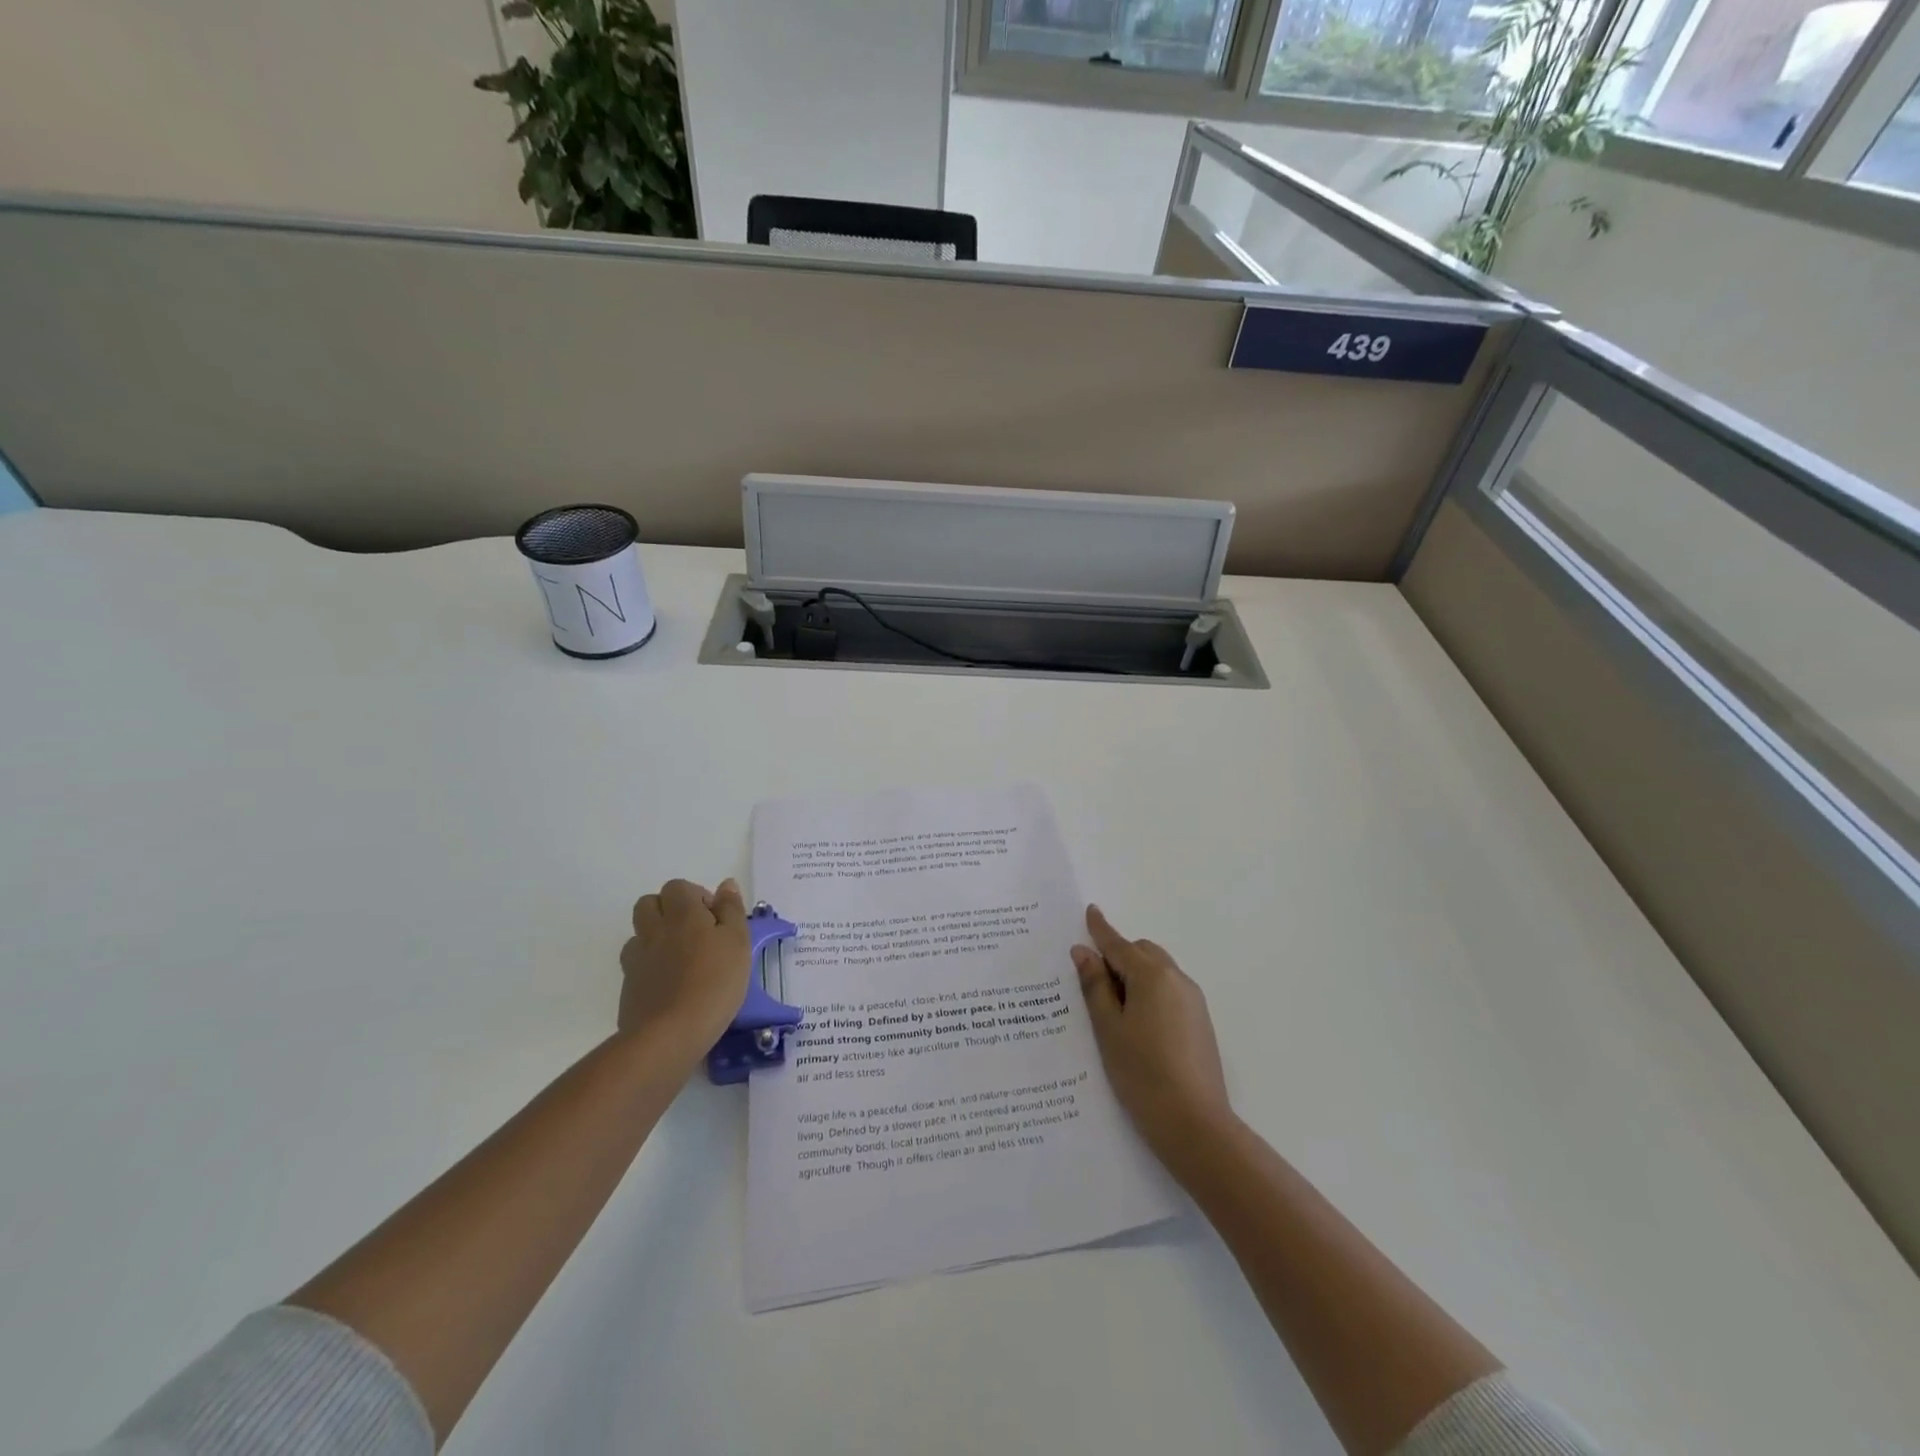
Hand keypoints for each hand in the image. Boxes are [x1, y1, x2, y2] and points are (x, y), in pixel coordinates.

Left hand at [619, 878, 751, 1050]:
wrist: (670, 1034)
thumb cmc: (715, 983)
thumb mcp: (738, 942)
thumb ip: (731, 910)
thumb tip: (725, 885)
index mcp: (682, 914)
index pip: (678, 887)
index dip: (696, 897)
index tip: (715, 919)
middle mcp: (654, 929)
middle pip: (649, 903)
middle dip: (669, 909)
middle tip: (695, 932)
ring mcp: (636, 958)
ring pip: (639, 932)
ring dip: (656, 936)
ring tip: (680, 957)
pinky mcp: (628, 986)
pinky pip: (635, 963)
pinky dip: (649, 965)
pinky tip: (669, 983)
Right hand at [1072, 905, 1231, 1167]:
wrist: (1195, 1124)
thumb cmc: (1142, 1073)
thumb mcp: (1108, 1028)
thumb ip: (1095, 986)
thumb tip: (1084, 952)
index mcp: (1151, 976)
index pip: (1119, 944)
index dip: (1101, 929)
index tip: (1090, 911)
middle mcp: (1177, 980)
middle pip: (1143, 952)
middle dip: (1118, 956)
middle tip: (1092, 979)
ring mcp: (1193, 1001)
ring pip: (1159, 972)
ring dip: (1135, 975)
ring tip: (1112, 1006)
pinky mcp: (1201, 1022)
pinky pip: (1169, 992)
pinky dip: (1150, 992)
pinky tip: (1136, 1023)